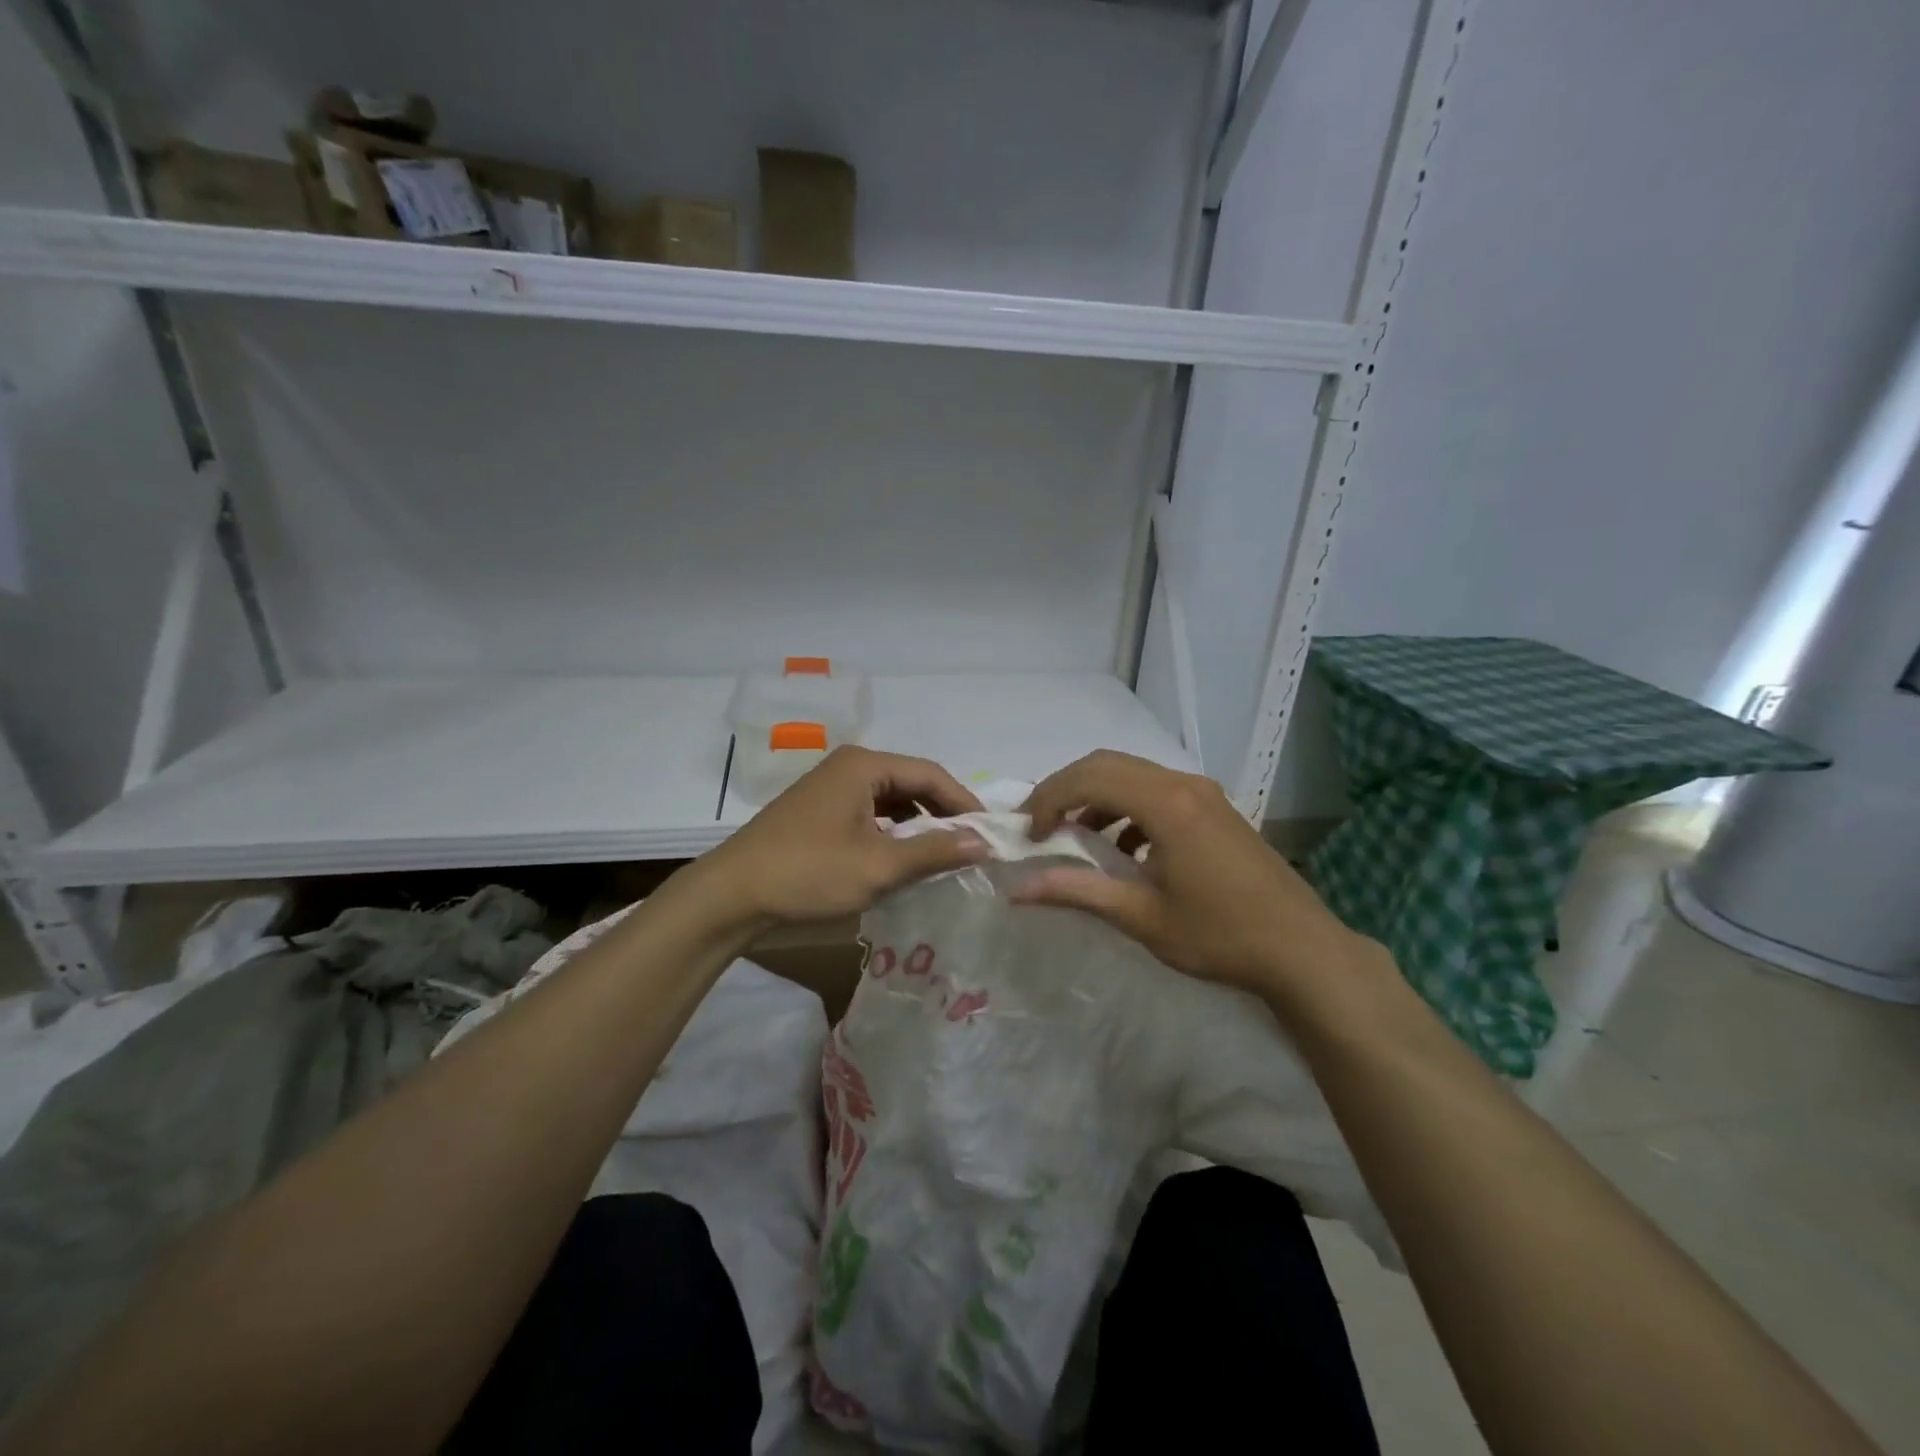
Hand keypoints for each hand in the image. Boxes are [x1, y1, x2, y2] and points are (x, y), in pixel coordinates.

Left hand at [696, 746, 988, 926]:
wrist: (731, 895)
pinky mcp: (821, 812)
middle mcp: (849, 767)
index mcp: (864, 765)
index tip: (990, 834)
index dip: (965, 803)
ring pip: (892, 801)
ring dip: (919, 827)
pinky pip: (871, 814)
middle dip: (943, 815)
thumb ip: (934, 852)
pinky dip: (893, 834)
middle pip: (912, 784)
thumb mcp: (878, 866)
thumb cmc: (808, 873)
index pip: (931, 774)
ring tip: (945, 857)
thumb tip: (984, 843)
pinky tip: (905, 860)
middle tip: (972, 848)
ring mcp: (832, 788)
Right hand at [1011, 750, 1366, 996]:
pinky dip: (1126, 807)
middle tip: (1041, 825)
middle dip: (1066, 789)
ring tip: (1074, 836)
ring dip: (1096, 796)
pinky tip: (1123, 849)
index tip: (1030, 836)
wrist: (1302, 949)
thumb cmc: (1219, 935)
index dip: (1049, 799)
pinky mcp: (1214, 807)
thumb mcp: (1141, 917)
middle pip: (1107, 764)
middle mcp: (1183, 784)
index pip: (1089, 778)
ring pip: (1132, 774)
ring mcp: (1203, 792)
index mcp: (1166, 804)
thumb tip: (1018, 890)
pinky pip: (1156, 790)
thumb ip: (1077, 893)